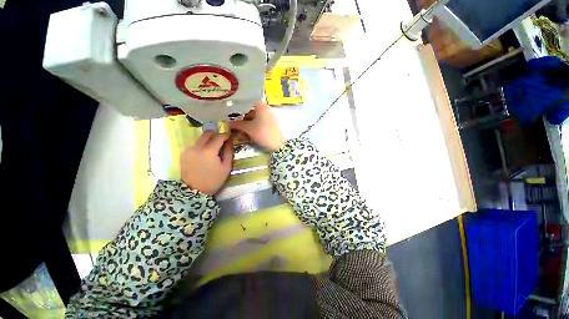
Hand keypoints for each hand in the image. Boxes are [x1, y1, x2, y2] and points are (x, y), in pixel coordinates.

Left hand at [180, 131, 232, 194]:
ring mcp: (189, 149)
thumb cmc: (214, 179)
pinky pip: (195, 144)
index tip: (229, 136)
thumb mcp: (226, 167)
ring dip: (208, 140)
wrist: (194, 190)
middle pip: (207, 133)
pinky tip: (205, 154)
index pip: (218, 137)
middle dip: (216, 134)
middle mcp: (197, 147)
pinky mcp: (184, 153)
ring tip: (214, 149)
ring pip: (200, 138)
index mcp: (209, 151)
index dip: (225, 135)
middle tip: (222, 140)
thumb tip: (229, 140)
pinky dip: (202, 146)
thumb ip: (228, 152)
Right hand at [229, 101, 285, 151]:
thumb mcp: (248, 128)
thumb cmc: (262, 133)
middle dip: (242, 117)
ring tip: (241, 131)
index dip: (238, 106)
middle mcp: (266, 108)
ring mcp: (270, 116)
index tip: (231, 111)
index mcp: (261, 105)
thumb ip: (237, 124)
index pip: (247, 101)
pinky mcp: (271, 124)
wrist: (278, 144)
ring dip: (247, 123)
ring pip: (255, 117)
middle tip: (234, 124)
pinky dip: (254, 126)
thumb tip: (228, 122)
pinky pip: (260, 122)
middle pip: (251, 110)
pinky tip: (249, 133)